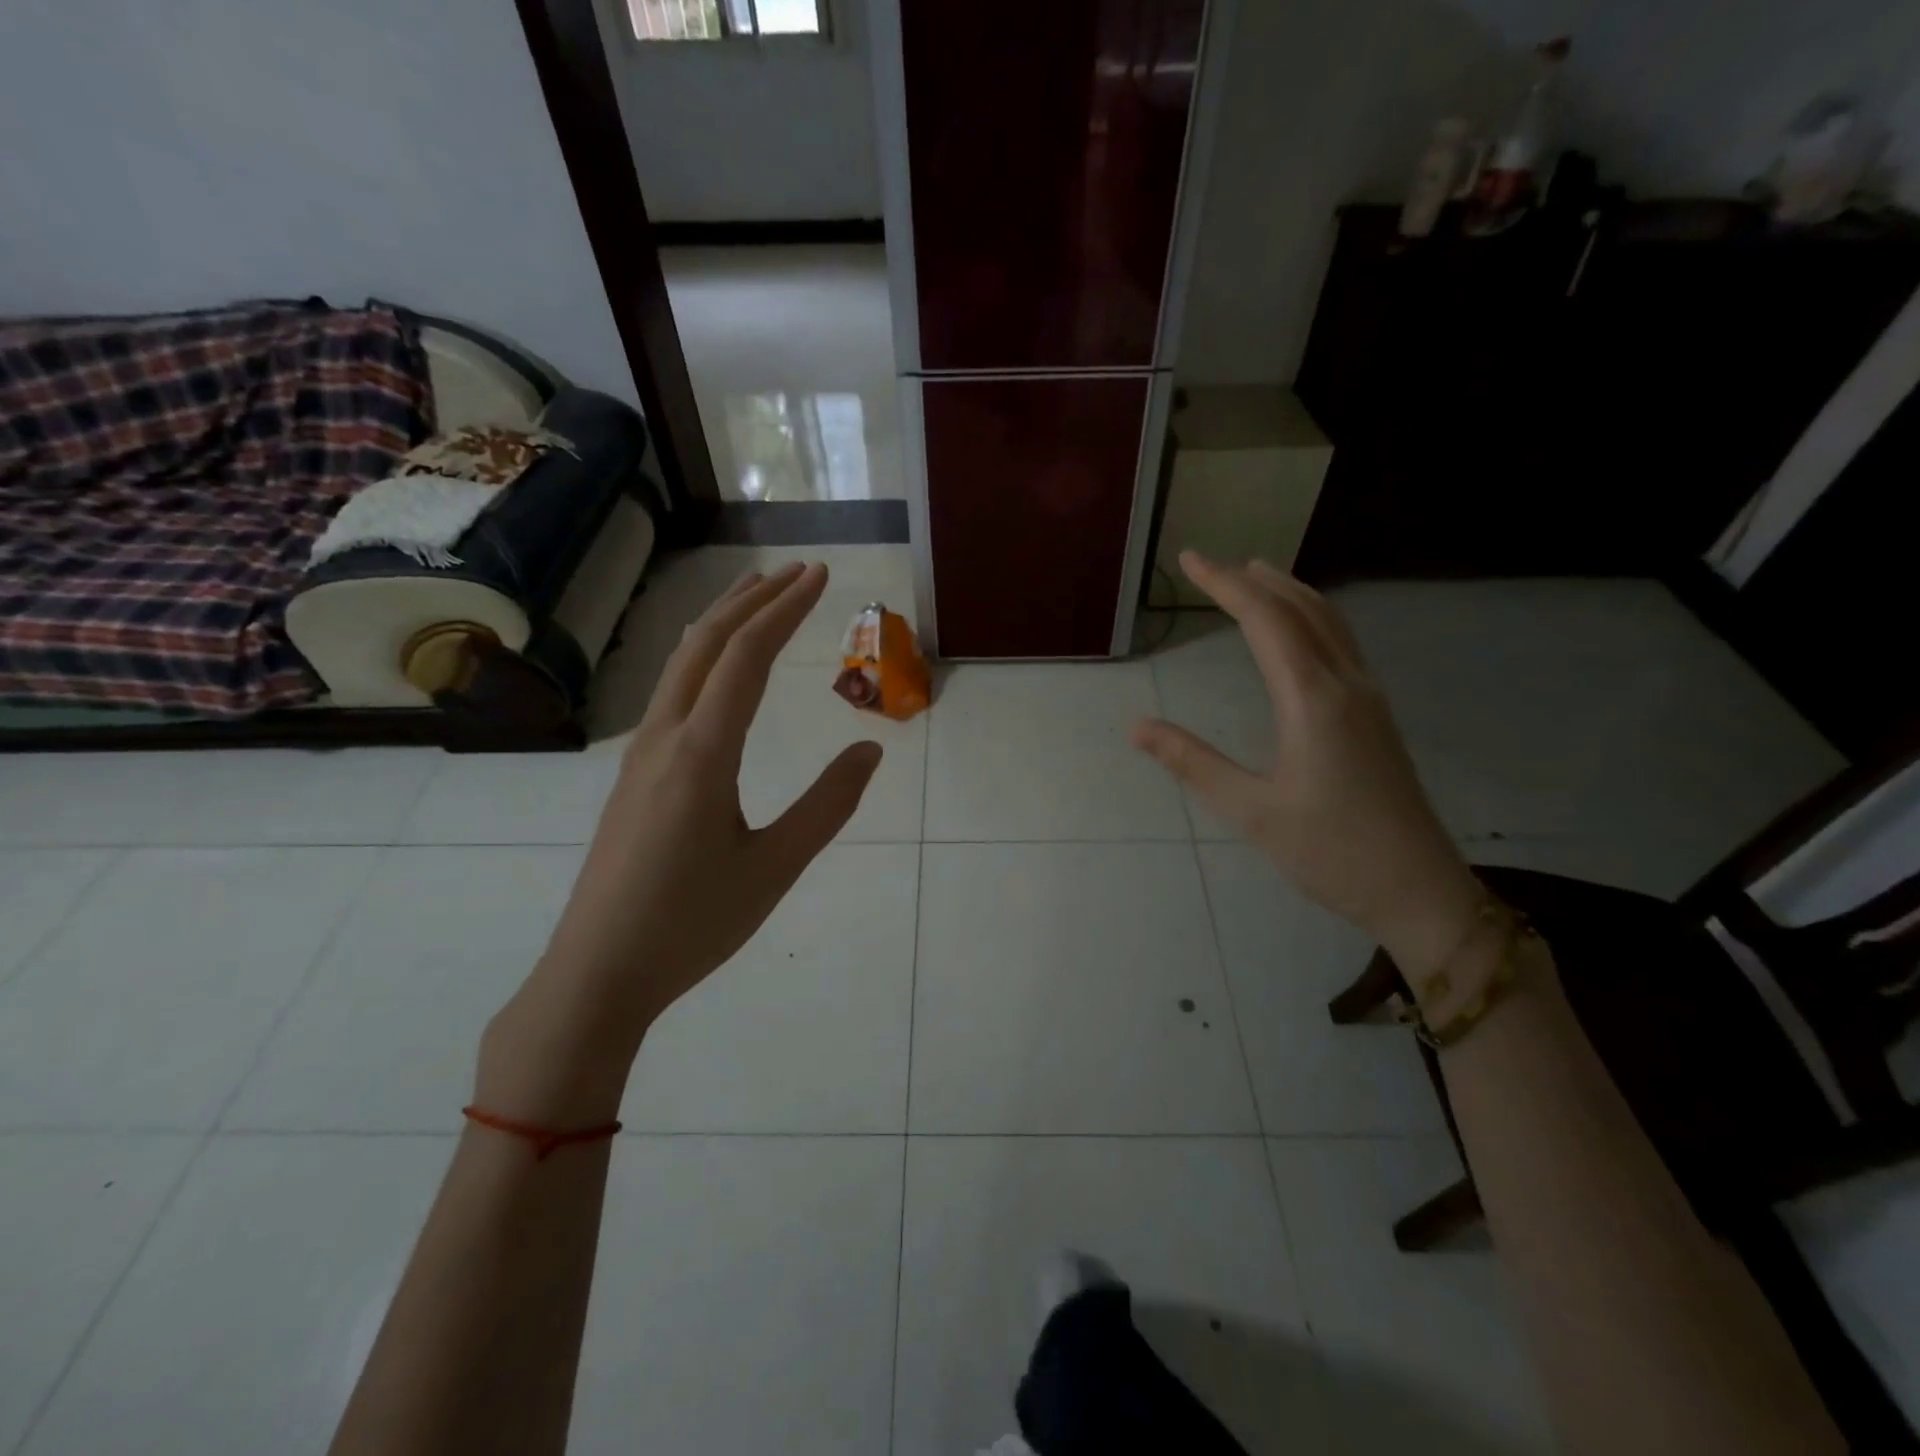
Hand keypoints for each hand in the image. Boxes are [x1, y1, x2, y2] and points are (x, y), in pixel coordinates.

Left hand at [479, 562, 880, 1119]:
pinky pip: (671, 693)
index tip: (820, 575)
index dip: (786, 609)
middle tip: (797, 572)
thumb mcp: (775, 866)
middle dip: (754, 600)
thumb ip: (827, 804)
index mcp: (702, 754)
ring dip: (723, 623)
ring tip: (758, 598)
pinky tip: (716, 669)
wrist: (598, 973)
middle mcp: (665, 737)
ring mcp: (640, 754)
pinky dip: (704, 658)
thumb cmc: (693, 924)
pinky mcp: (633, 775)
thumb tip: (870, 747)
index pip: (747, 657)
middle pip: (707, 643)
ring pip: (682, 664)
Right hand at [1133, 554, 1481, 975]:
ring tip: (1256, 577)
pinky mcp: (1376, 717)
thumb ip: (1192, 762)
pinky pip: (1341, 644)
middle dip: (1256, 580)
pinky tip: (1297, 633)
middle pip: (1303, 609)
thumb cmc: (1331, 853)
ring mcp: (1369, 699)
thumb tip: (1136, 727)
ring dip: (1290, 592)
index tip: (1190, 560)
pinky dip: (1311, 618)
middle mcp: (1347, 685)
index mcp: (1314, 700)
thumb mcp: (1251, 811)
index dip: (1225, 585)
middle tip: (1213, 564)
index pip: (1265, 621)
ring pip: (1330, 622)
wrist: (1419, 890)